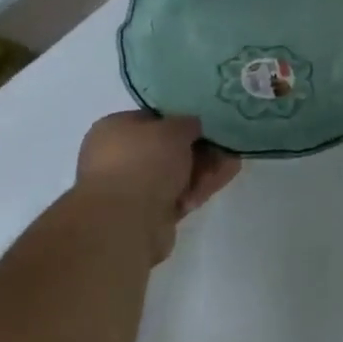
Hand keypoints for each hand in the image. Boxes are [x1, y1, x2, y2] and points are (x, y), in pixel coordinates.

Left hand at [76, 112, 240, 260]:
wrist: (126, 222)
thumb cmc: (145, 161)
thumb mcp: (174, 128)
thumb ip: (188, 123)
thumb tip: (194, 127)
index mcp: (115, 129)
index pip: (154, 119)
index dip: (183, 120)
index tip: (209, 123)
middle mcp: (119, 157)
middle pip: (170, 149)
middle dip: (201, 149)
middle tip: (225, 148)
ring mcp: (133, 188)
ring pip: (177, 174)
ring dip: (204, 171)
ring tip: (228, 168)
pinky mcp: (148, 215)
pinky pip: (179, 196)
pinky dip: (196, 191)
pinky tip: (214, 187)